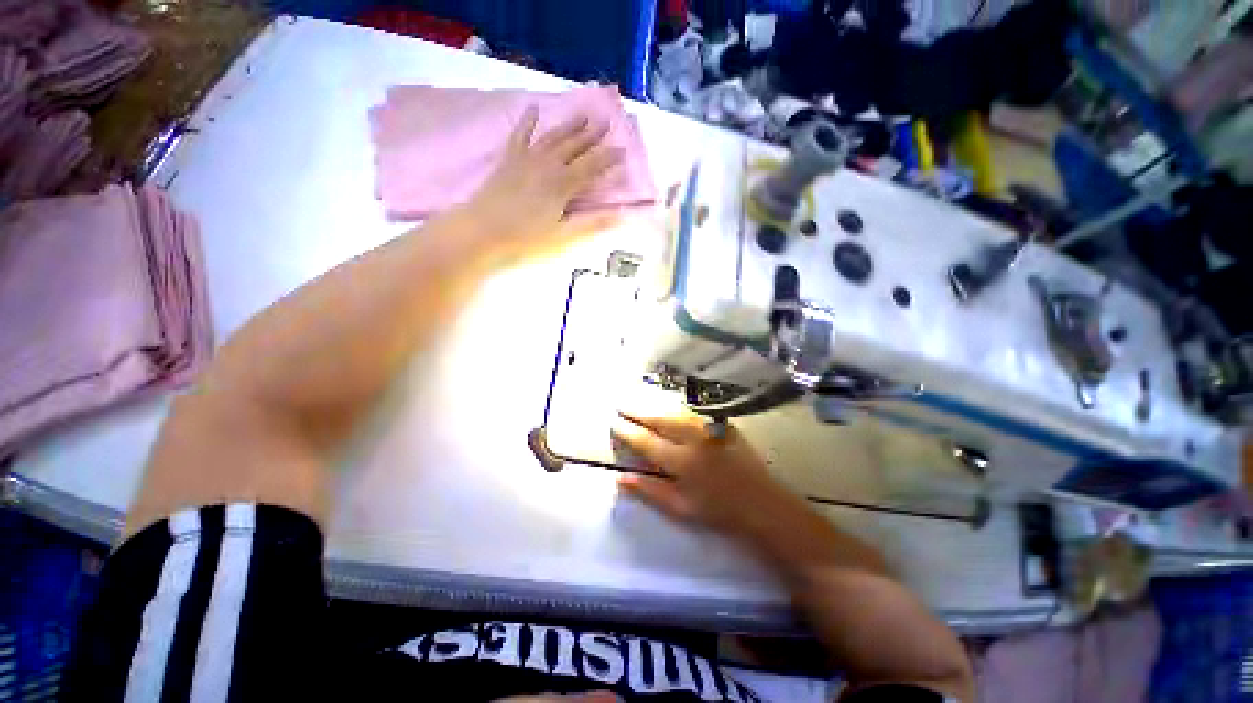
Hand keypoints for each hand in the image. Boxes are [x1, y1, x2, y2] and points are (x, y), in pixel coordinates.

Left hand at [465, 107, 621, 255]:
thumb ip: (593, 224)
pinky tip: (533, 108)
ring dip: (569, 126)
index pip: (591, 167)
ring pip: (552, 137)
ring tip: (583, 115)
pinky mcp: (508, 161)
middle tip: (606, 121)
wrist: (480, 234)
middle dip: (591, 135)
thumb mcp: (564, 238)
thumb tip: (623, 215)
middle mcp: (547, 165)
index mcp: (562, 185)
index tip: (623, 150)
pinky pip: (519, 135)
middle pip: (573, 146)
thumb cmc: (526, 241)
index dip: (608, 158)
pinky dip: (527, 121)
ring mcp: (525, 160)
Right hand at [610, 409, 799, 539]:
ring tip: (640, 403)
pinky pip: (693, 413)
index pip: (646, 441)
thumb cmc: (718, 511)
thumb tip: (620, 479)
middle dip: (638, 412)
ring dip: (655, 407)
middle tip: (621, 405)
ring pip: (675, 412)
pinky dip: (676, 409)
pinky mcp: (722, 425)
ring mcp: (709, 429)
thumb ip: (649, 490)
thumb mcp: (680, 508)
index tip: (614, 423)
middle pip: (659, 420)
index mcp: (680, 460)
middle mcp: (693, 438)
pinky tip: (669, 408)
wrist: (761, 504)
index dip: (627, 431)